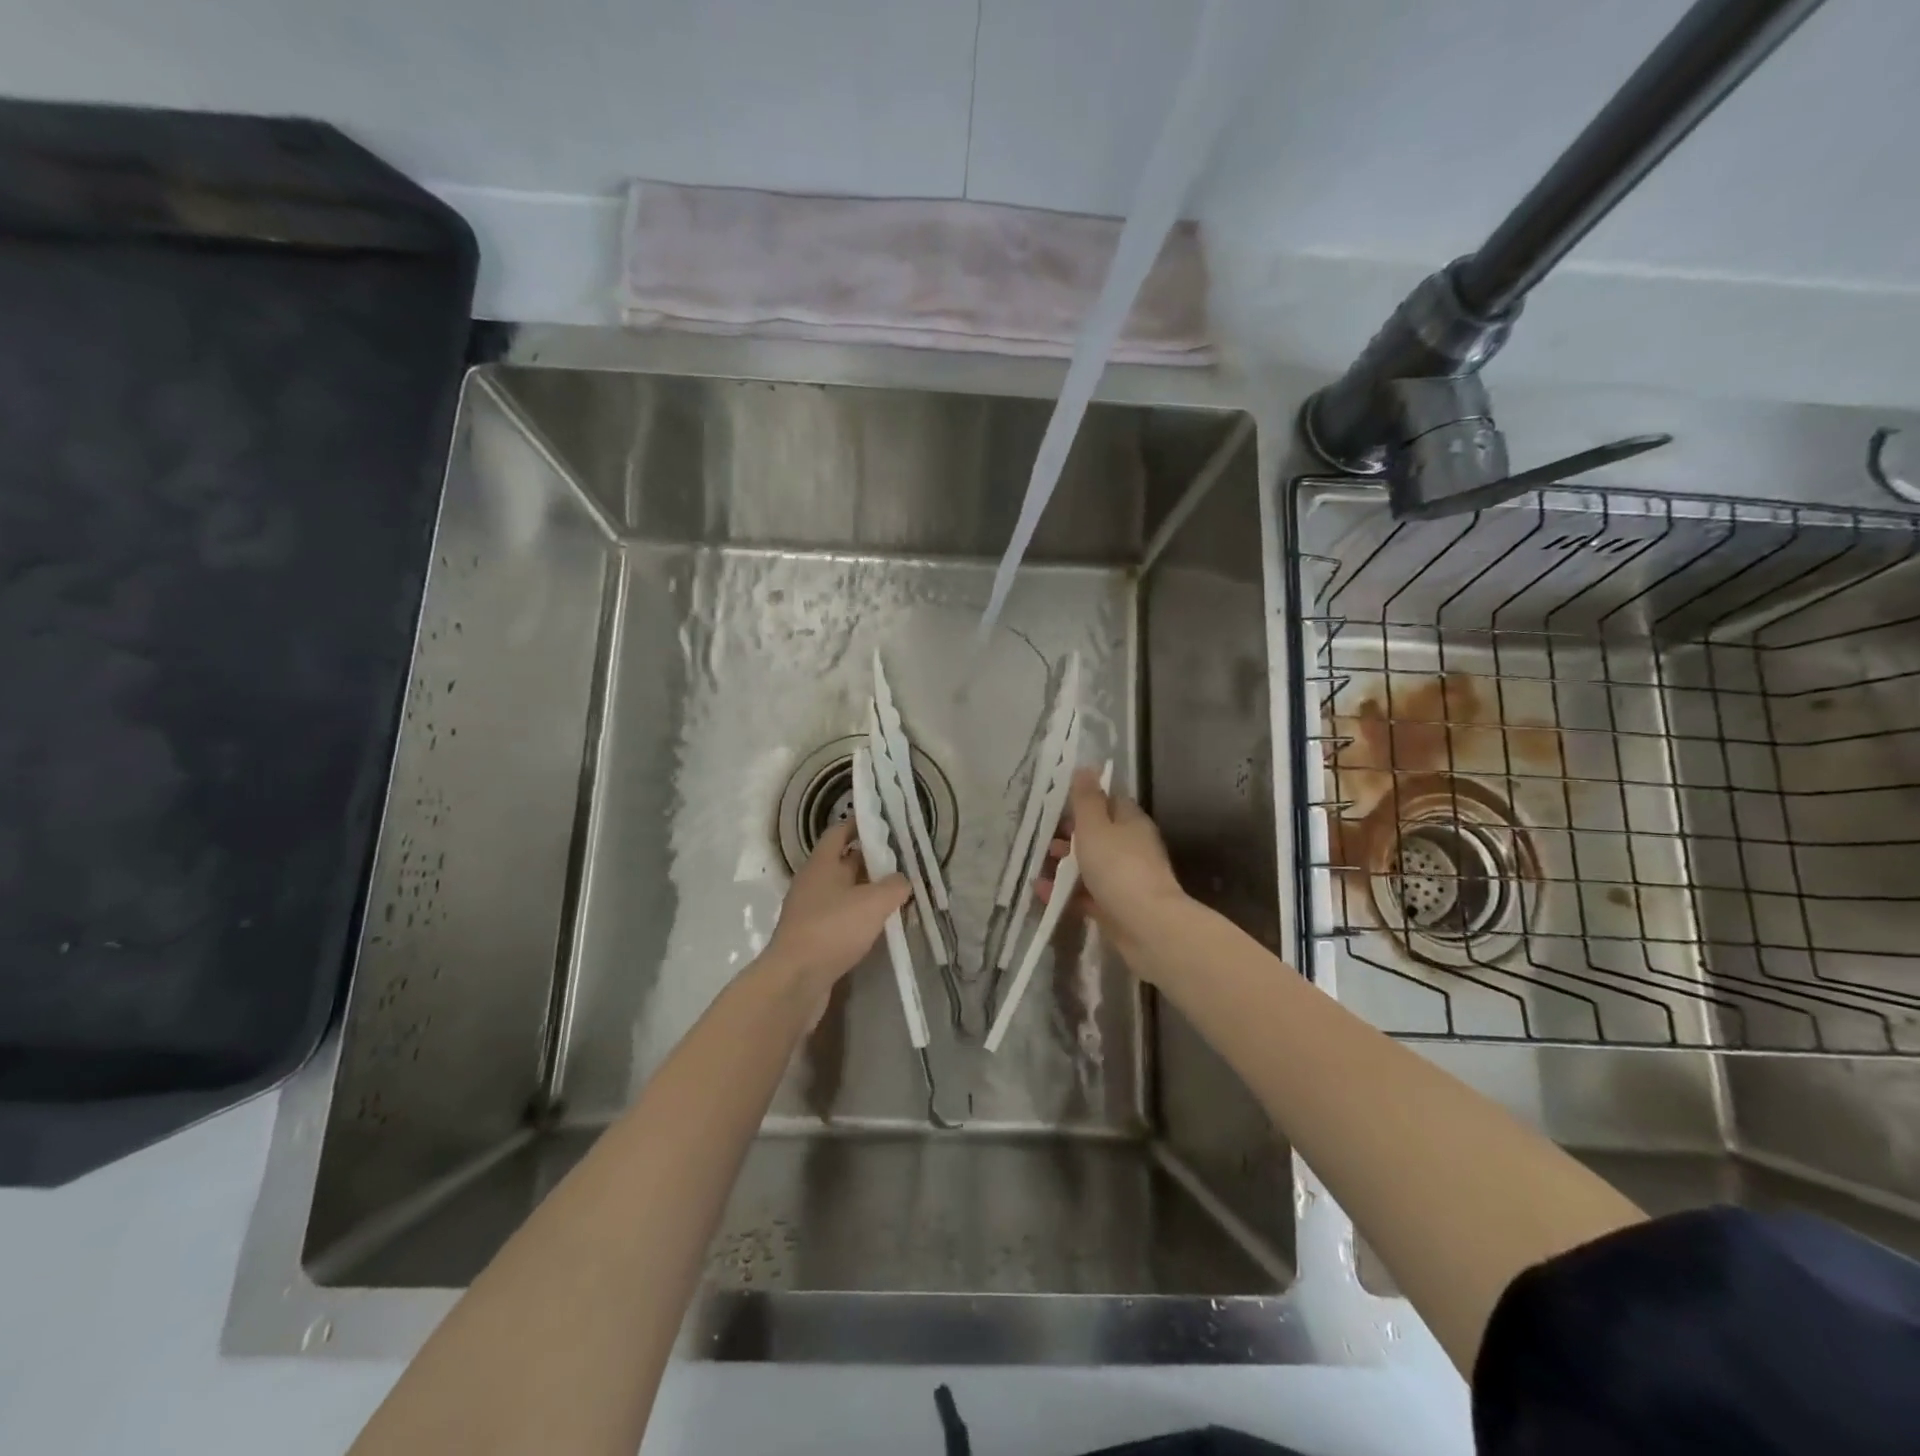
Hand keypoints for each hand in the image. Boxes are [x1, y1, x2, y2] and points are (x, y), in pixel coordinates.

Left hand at [764, 820, 909, 992]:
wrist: (795, 980)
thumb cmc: (833, 929)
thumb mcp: (874, 903)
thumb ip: (894, 886)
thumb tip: (902, 879)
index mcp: (822, 863)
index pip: (839, 832)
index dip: (860, 825)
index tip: (884, 823)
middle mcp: (812, 882)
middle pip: (843, 861)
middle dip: (870, 860)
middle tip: (900, 861)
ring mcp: (809, 910)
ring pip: (843, 890)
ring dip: (866, 890)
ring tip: (896, 894)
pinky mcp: (812, 936)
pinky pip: (839, 916)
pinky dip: (858, 915)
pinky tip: (878, 925)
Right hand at [1038, 769, 1186, 955]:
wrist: (1147, 927)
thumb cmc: (1118, 868)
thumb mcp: (1095, 827)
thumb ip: (1087, 799)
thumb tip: (1086, 767)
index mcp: (1131, 823)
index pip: (1110, 801)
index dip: (1086, 799)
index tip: (1059, 802)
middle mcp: (1132, 848)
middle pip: (1099, 834)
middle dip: (1071, 835)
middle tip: (1044, 837)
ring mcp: (1125, 879)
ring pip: (1092, 865)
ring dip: (1066, 864)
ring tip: (1039, 865)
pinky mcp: (1117, 907)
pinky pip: (1087, 894)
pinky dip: (1066, 891)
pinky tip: (1042, 892)